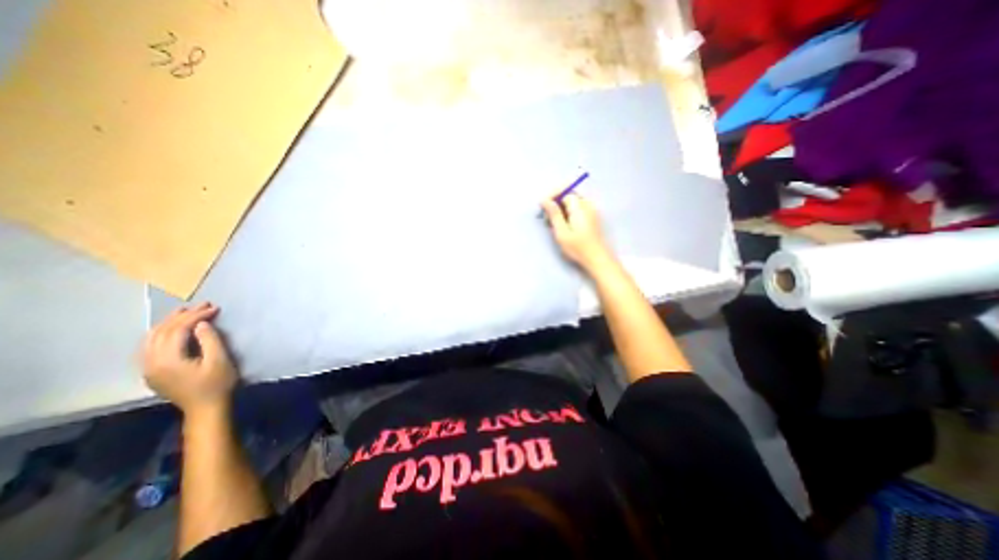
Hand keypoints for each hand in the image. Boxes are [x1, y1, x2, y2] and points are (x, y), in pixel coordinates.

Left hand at [140, 302, 236, 414]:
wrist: (206, 408)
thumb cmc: (217, 383)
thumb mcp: (219, 361)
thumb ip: (209, 340)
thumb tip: (201, 324)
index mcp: (167, 360)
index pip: (176, 330)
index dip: (195, 316)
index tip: (214, 308)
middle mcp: (151, 362)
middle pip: (161, 332)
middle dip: (182, 316)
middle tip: (203, 305)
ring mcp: (148, 368)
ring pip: (151, 338)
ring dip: (169, 323)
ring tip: (186, 312)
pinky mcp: (152, 371)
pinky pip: (150, 346)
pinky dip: (162, 333)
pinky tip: (173, 329)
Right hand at [544, 193, 612, 269]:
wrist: (597, 258)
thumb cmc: (578, 247)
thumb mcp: (562, 232)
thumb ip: (554, 214)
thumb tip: (544, 200)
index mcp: (580, 207)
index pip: (564, 192)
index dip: (552, 196)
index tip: (542, 207)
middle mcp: (587, 205)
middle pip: (568, 195)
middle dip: (556, 203)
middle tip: (547, 218)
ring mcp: (591, 210)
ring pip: (572, 203)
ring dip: (561, 209)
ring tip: (552, 224)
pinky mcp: (591, 217)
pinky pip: (577, 209)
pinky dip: (567, 214)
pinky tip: (562, 226)